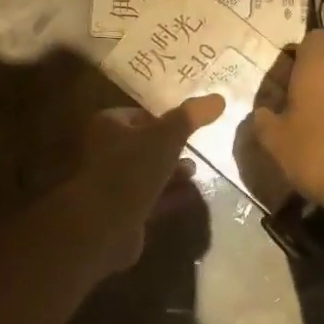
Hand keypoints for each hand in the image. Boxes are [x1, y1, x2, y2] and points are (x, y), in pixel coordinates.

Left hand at [69, 94, 224, 273]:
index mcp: (109, 126)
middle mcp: (106, 151)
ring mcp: (113, 183)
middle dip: (169, 147)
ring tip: (195, 170)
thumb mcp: (165, 137)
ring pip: (147, 172)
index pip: (140, 114)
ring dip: (170, 171)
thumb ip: (190, 117)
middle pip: (143, 144)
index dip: (164, 118)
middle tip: (196, 147)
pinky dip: (169, 195)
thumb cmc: (131, 170)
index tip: (191, 123)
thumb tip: (218, 98)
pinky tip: (191, 195)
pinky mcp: (122, 210)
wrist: (105, 225)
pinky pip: (151, 197)